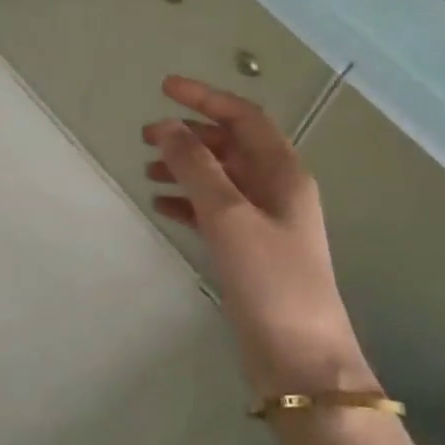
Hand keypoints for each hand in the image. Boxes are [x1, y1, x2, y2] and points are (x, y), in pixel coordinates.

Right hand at [144, 76, 378, 399]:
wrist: (298, 355)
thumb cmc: (270, 278)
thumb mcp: (229, 215)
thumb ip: (195, 167)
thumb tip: (164, 126)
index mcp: (284, 172)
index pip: (244, 117)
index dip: (206, 98)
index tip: (164, 88)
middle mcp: (277, 190)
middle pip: (232, 146)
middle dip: (190, 135)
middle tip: (145, 136)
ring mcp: (265, 222)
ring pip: (221, 179)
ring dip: (186, 168)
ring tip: (147, 171)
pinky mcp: (250, 250)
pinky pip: (215, 211)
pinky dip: (189, 202)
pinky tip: (162, 206)